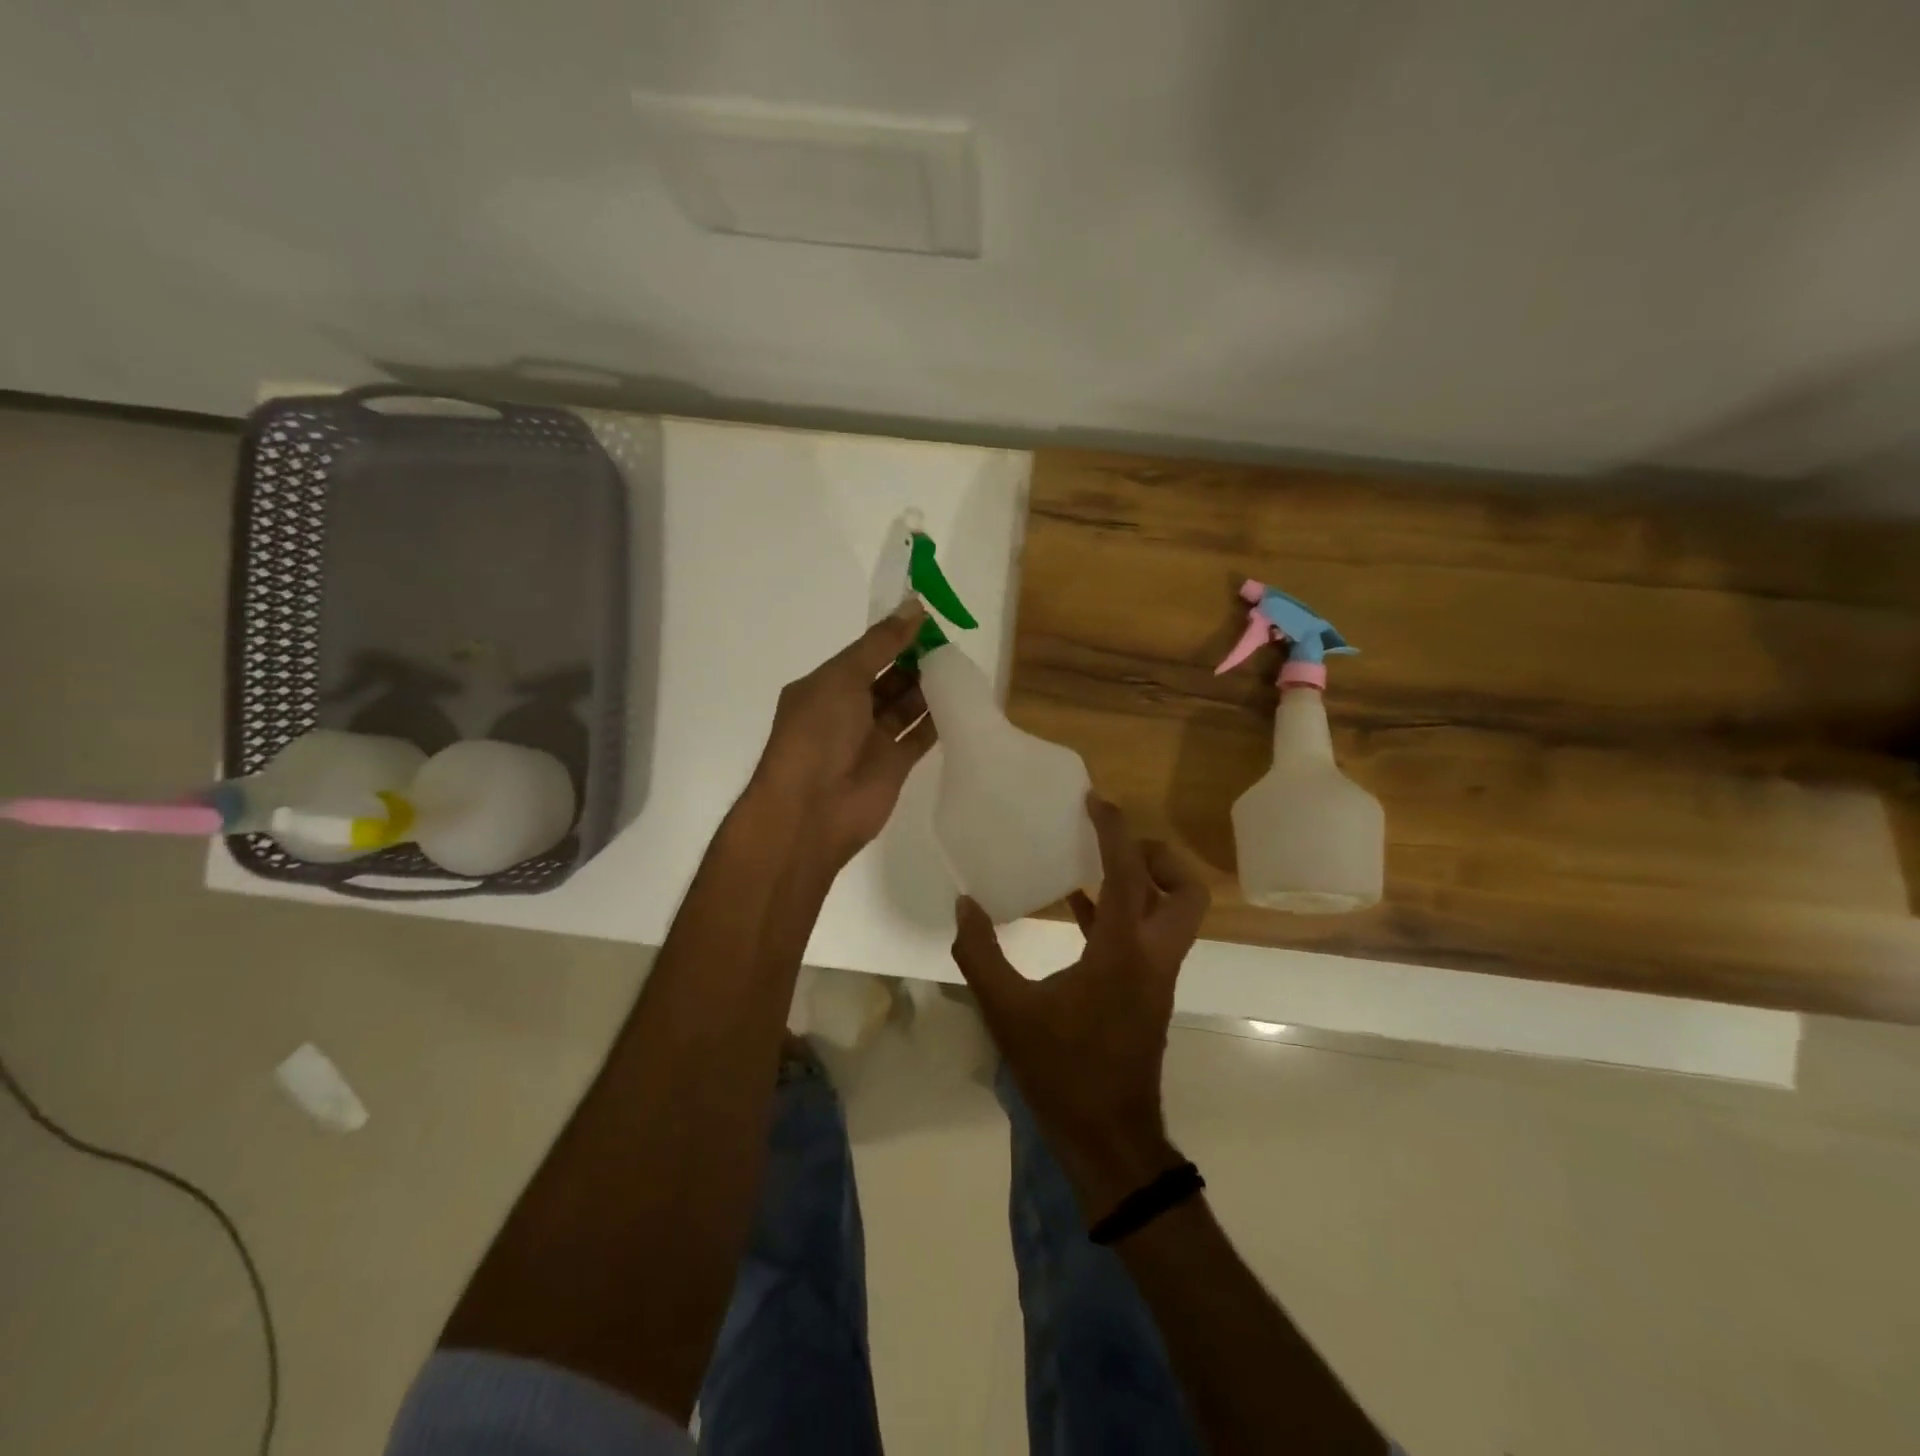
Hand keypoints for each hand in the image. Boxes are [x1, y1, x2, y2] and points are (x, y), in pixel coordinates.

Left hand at [748, 602, 937, 865]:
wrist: (811, 811)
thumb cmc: (817, 734)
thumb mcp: (843, 678)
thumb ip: (881, 644)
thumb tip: (915, 606)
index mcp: (826, 686)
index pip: (866, 653)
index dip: (895, 636)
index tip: (930, 618)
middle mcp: (848, 710)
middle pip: (889, 678)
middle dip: (916, 660)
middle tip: (952, 642)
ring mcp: (871, 739)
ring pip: (906, 705)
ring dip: (929, 687)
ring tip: (960, 665)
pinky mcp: (894, 765)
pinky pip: (920, 735)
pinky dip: (938, 720)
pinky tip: (961, 699)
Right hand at [950, 795, 1209, 1217]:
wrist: (1107, 1135)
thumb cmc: (1061, 1070)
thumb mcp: (1007, 1011)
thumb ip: (981, 954)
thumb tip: (964, 904)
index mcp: (1123, 951)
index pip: (1129, 874)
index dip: (1115, 830)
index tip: (1095, 800)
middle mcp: (1152, 955)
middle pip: (1187, 891)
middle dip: (1158, 858)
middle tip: (1113, 846)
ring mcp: (1156, 976)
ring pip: (1175, 914)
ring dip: (1145, 882)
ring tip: (1093, 863)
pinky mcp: (1147, 992)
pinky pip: (1147, 936)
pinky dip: (1123, 912)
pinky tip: (1079, 910)